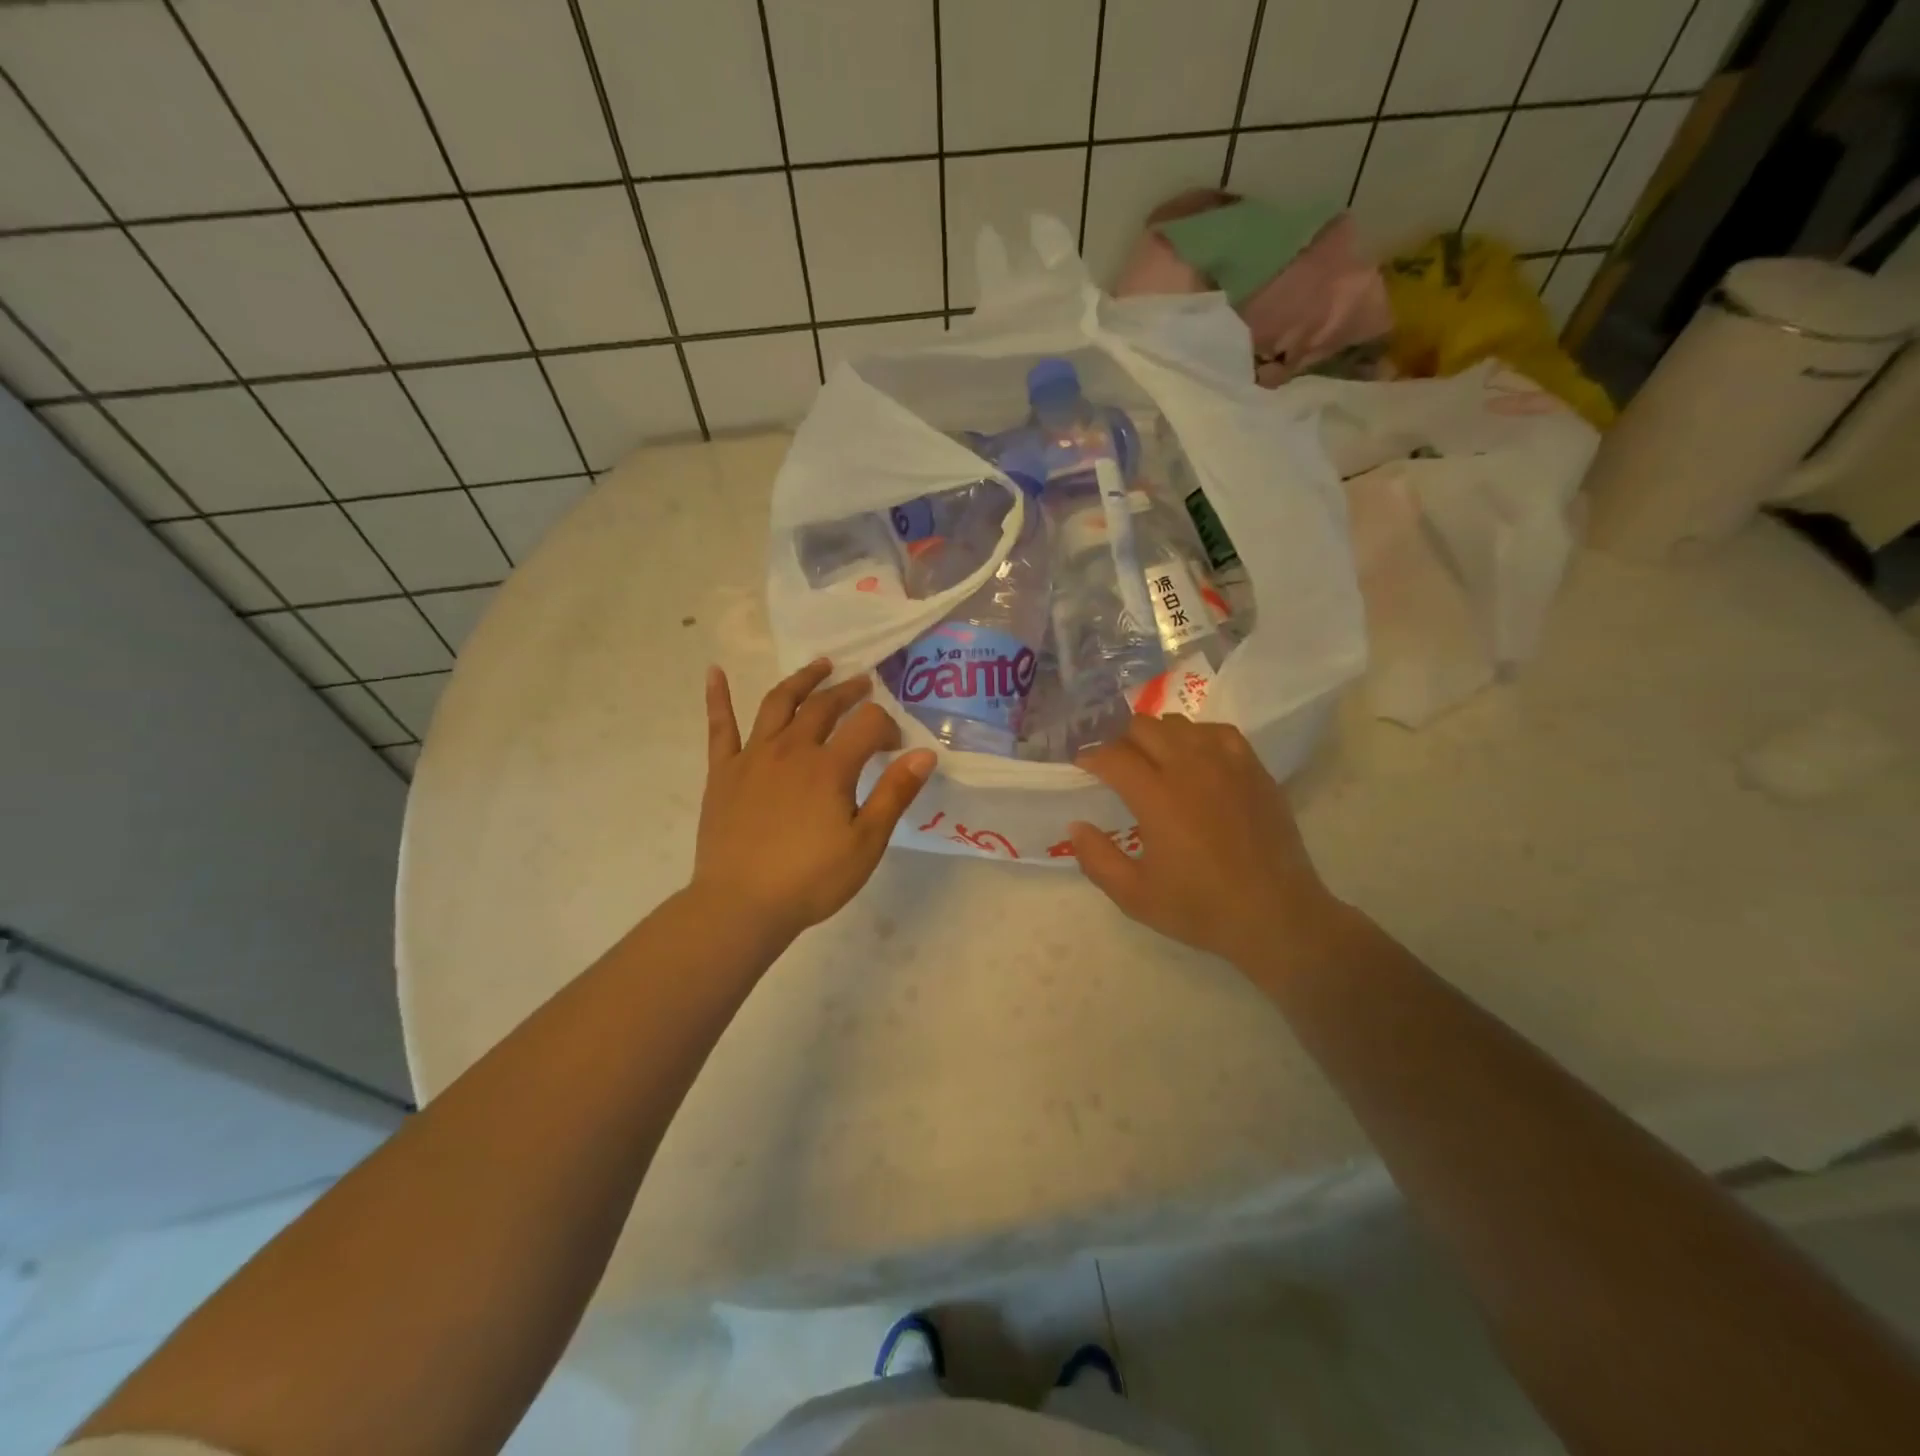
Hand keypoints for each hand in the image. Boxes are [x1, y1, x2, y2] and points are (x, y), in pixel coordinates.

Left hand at [694, 659, 934, 945]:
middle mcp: (791, 749)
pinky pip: (720, 726)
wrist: (741, 905)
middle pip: (824, 705)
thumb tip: (925, 753)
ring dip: (801, 680)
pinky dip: (718, 696)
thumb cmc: (811, 879)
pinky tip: (715, 672)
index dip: (887, 727)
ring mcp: (753, 756)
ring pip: (778, 703)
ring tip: (819, 666)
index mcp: (829, 767)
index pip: (867, 724)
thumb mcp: (866, 842)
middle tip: (863, 683)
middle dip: (848, 691)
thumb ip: (895, 793)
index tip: (895, 746)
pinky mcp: (723, 771)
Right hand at [1070, 715, 1340, 967]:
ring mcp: (1226, 763)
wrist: (1277, 916)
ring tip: (1152, 760)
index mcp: (1157, 797)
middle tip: (1115, 766)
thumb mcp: (1135, 896)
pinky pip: (1217, 732)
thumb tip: (1076, 826)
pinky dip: (1196, 736)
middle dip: (1120, 741)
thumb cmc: (1201, 908)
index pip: (1113, 756)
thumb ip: (1097, 859)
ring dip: (1156, 735)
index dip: (1091, 757)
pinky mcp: (1253, 769)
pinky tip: (1194, 756)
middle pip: (1143, 727)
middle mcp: (1190, 768)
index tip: (1083, 767)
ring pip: (1179, 724)